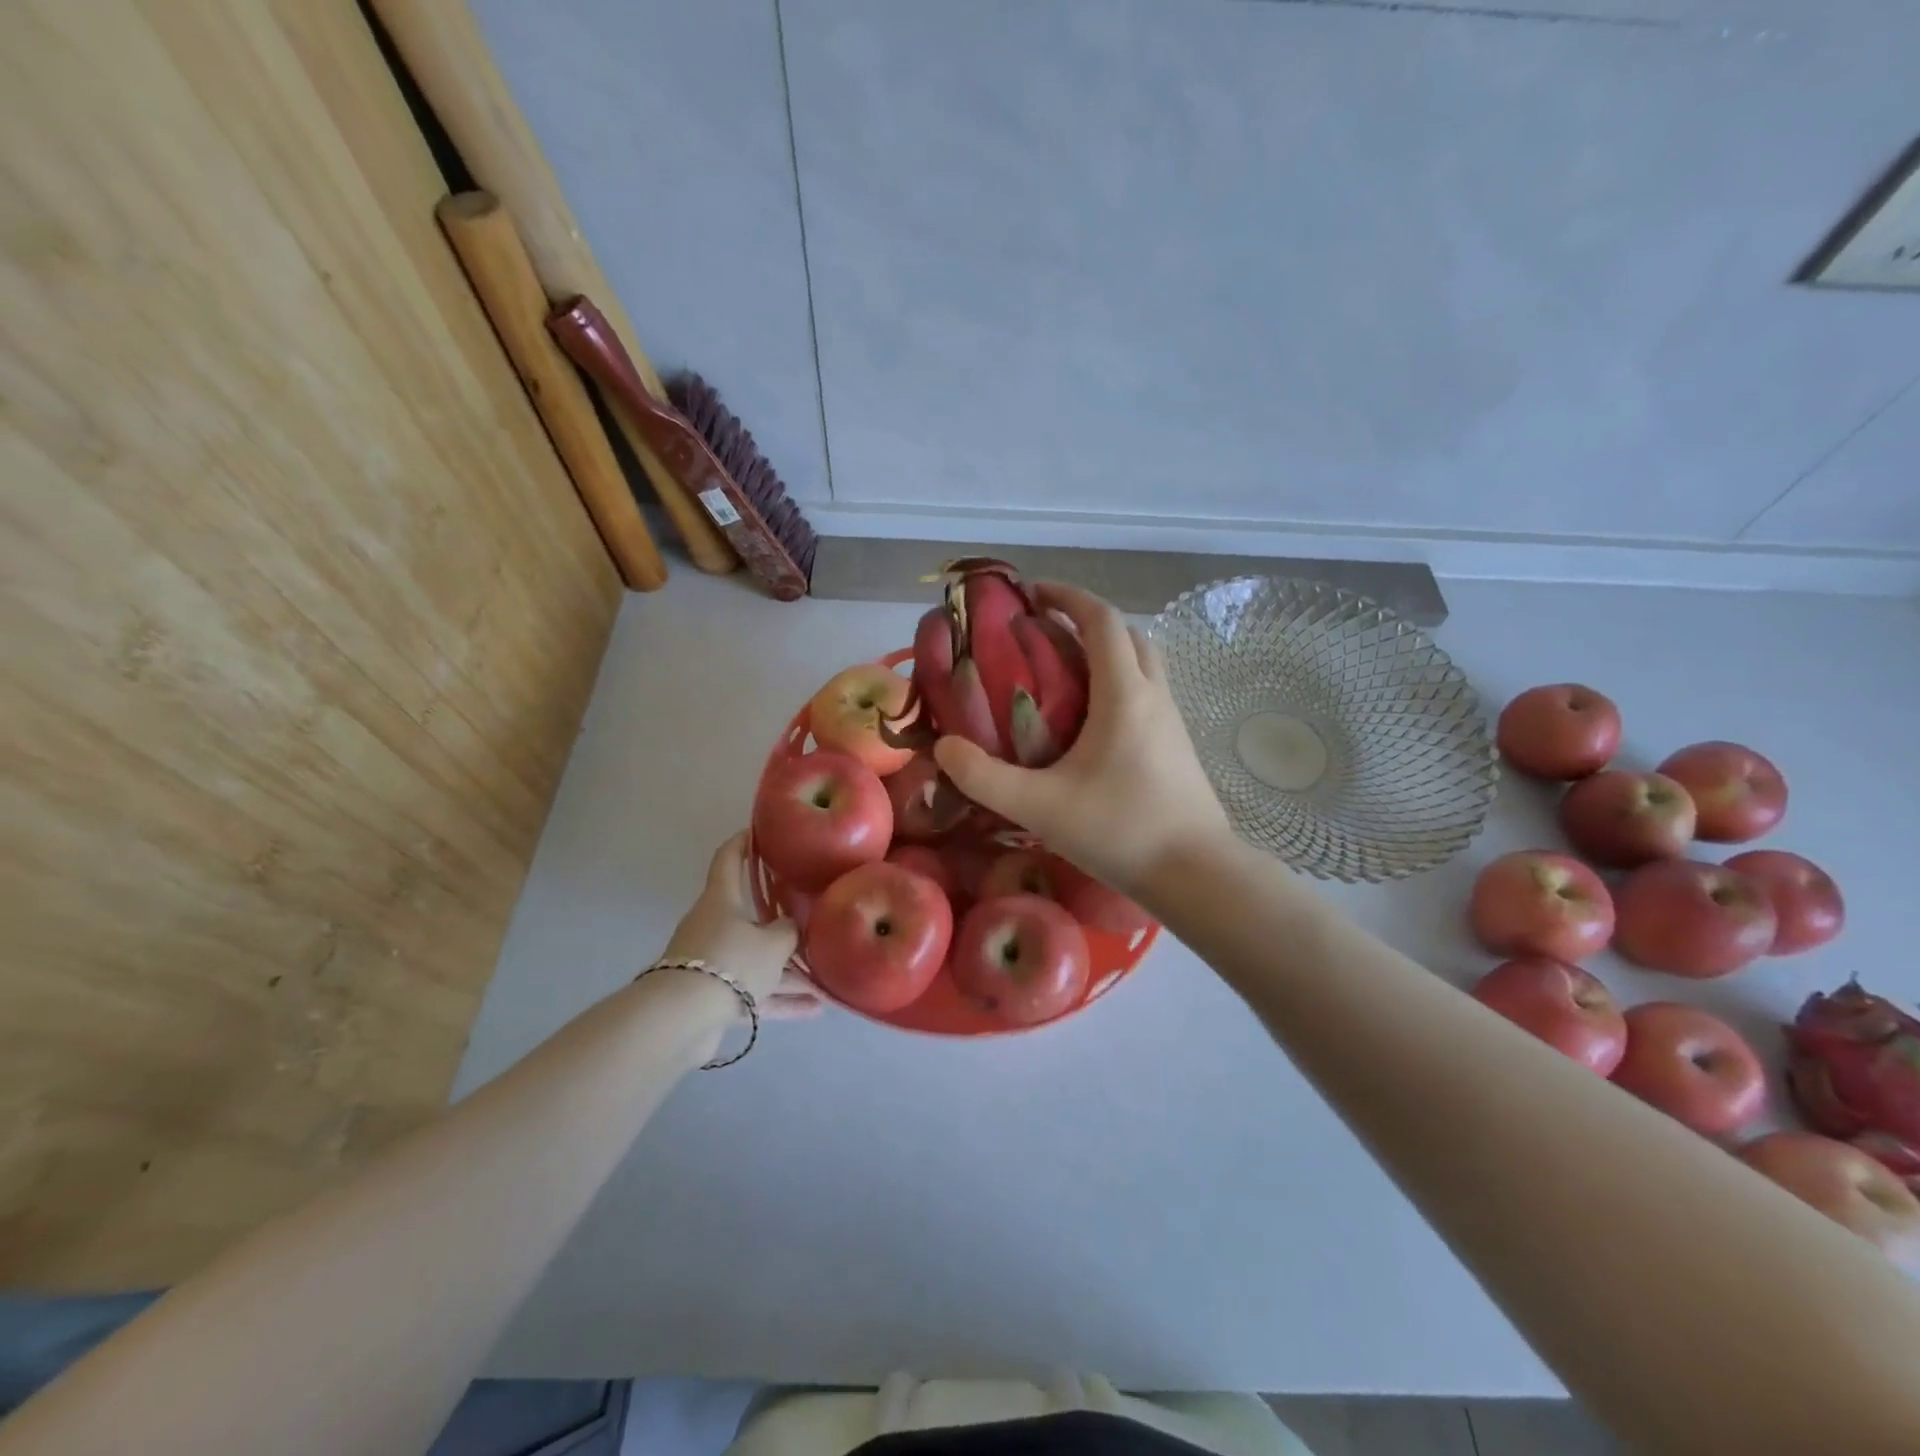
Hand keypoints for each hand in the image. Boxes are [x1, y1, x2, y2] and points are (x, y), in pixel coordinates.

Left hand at [659, 834, 821, 1019]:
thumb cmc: (731, 961)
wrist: (682, 1019)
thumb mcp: (773, 943)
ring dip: (788, 969)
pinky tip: (813, 1009)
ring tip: (824, 978)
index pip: (728, 858)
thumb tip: (792, 928)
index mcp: (721, 899)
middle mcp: (713, 924)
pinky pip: (754, 991)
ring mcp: (712, 961)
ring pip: (756, 958)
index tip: (760, 832)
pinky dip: (780, 998)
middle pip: (749, 914)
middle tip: (810, 912)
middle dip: (780, 918)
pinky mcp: (713, 995)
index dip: (743, 842)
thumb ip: (789, 931)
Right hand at [933, 584, 1230, 898]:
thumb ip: (985, 777)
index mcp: (1124, 694)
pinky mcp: (1177, 745)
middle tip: (1043, 632)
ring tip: (1062, 673)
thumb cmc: (1120, 831)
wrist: (1196, 874)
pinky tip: (1090, 721)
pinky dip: (1118, 682)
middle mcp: (1153, 695)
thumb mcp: (1040, 807)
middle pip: (1126, 634)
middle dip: (1085, 620)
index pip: (1101, 620)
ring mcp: (1172, 720)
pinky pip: (1147, 692)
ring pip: (1142, 662)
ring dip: (1106, 651)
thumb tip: (944, 747)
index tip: (1032, 593)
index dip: (1067, 596)